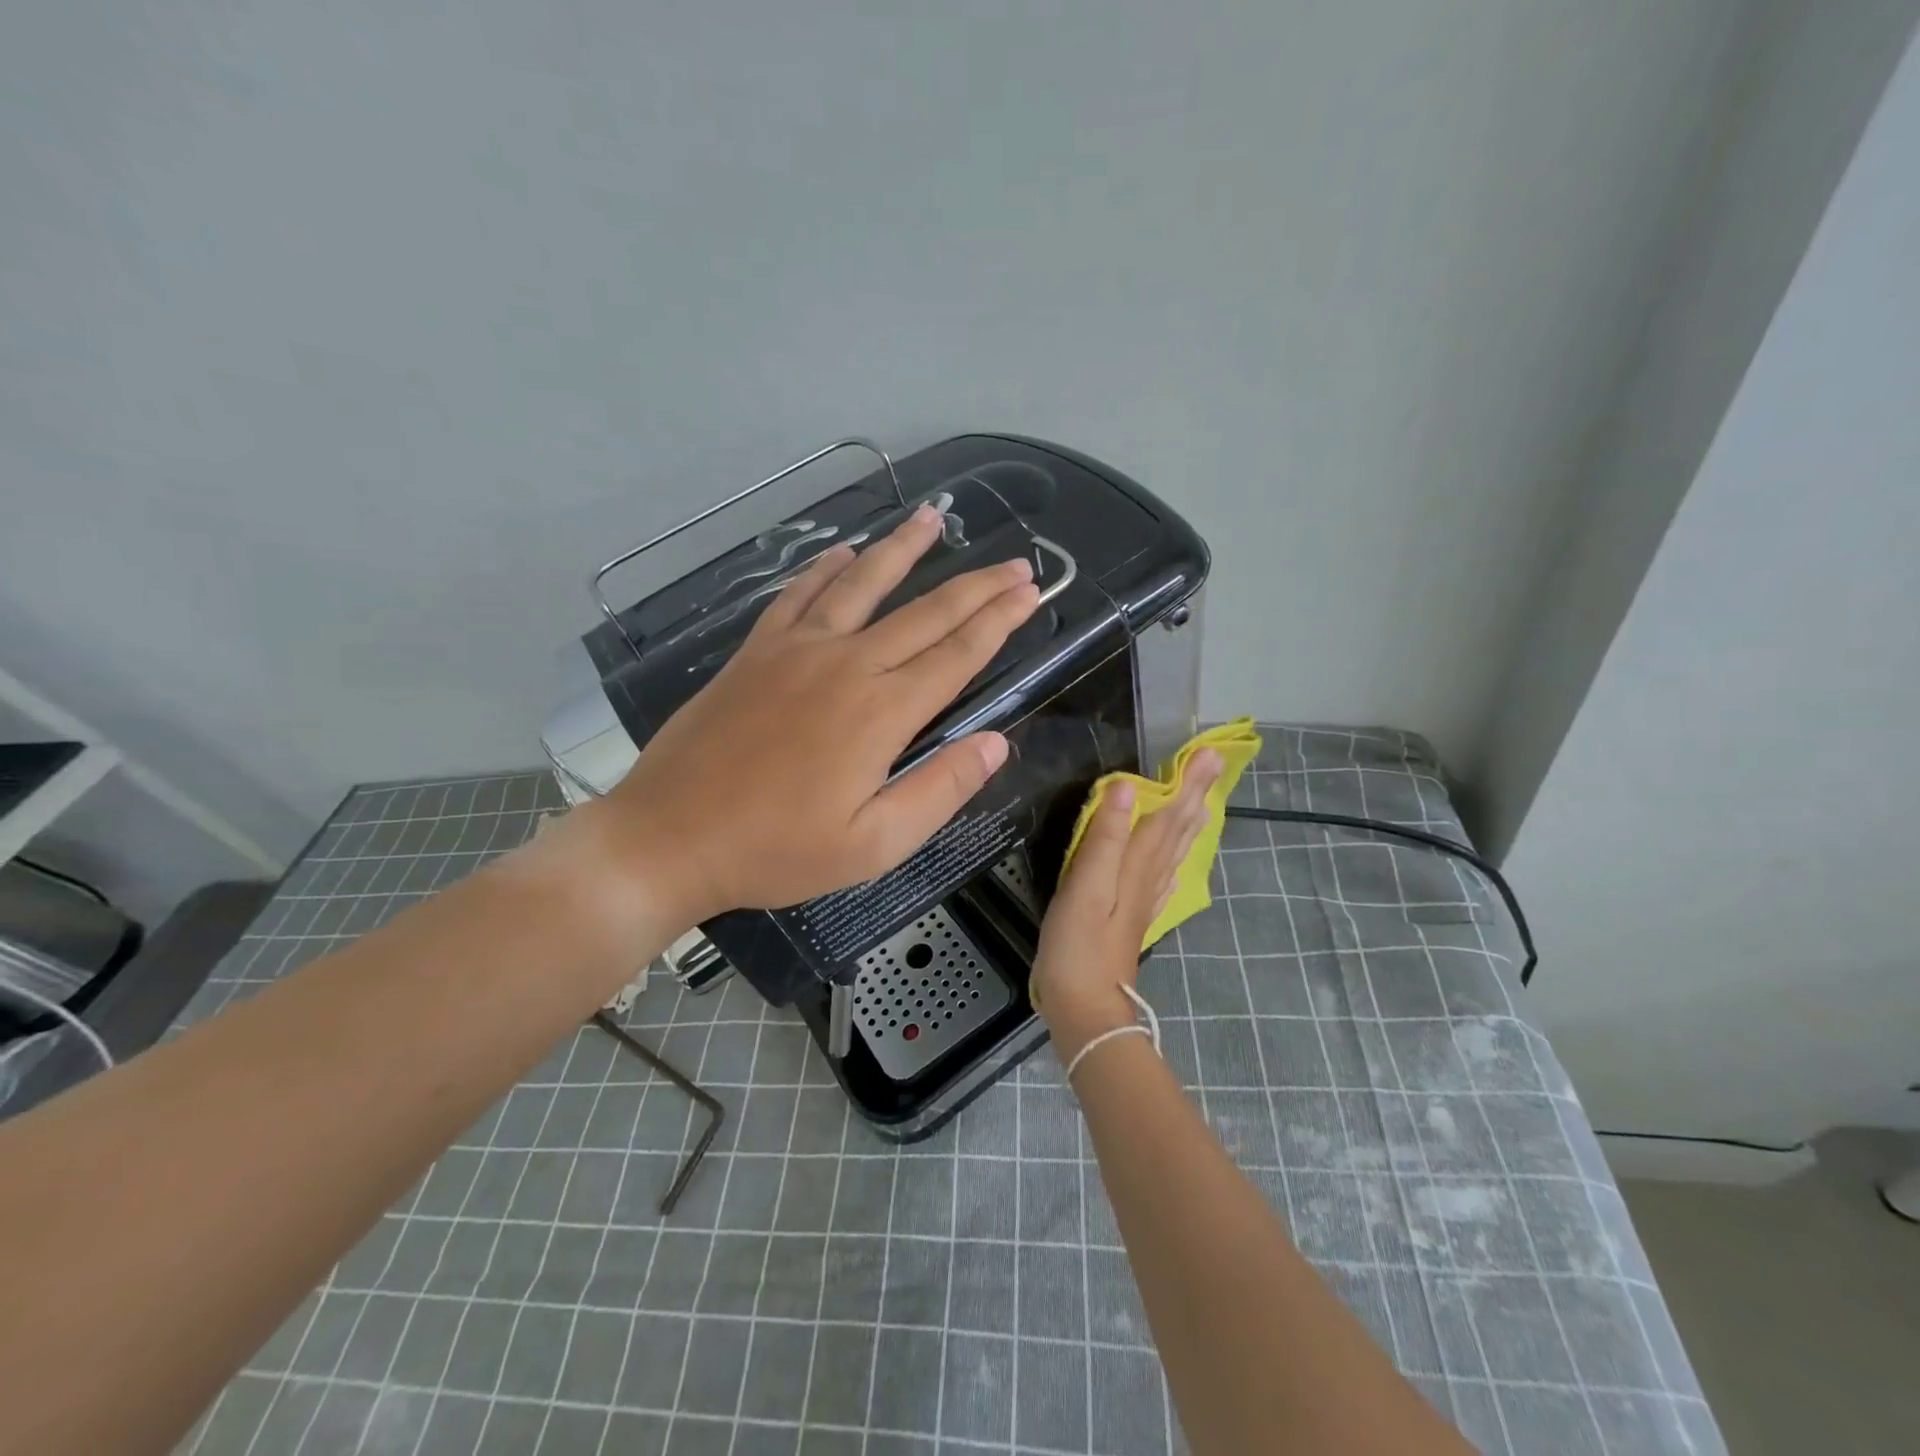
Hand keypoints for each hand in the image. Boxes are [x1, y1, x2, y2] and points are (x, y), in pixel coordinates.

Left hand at [599, 504, 1040, 922]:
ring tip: (934, 518)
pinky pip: (798, 596)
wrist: (670, 836)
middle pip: (925, 613)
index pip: (957, 654)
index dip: (999, 620)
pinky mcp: (756, 652)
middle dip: (976, 585)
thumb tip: (997, 742)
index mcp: (882, 712)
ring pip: (862, 585)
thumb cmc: (777, 850)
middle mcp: (847, 664)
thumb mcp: (874, 845)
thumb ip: (941, 789)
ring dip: (903, 550)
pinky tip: (843, 553)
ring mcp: (796, 650)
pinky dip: (825, 570)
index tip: (1030, 592)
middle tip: (1015, 562)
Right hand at [1032, 750, 1222, 1062]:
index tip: (1206, 753)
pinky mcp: (1133, 921)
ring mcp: (1142, 903)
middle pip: (1175, 831)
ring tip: (1202, 802)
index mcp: (1135, 867)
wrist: (1086, 1011)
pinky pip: (1161, 880)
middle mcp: (1146, 880)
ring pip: (1171, 854)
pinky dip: (1172, 862)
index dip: (1184, 784)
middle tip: (1212, 765)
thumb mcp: (1085, 887)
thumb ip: (1104, 838)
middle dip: (1193, 796)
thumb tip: (1126, 789)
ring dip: (1187, 824)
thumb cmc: (1077, 946)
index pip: (1166, 816)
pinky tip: (1174, 864)